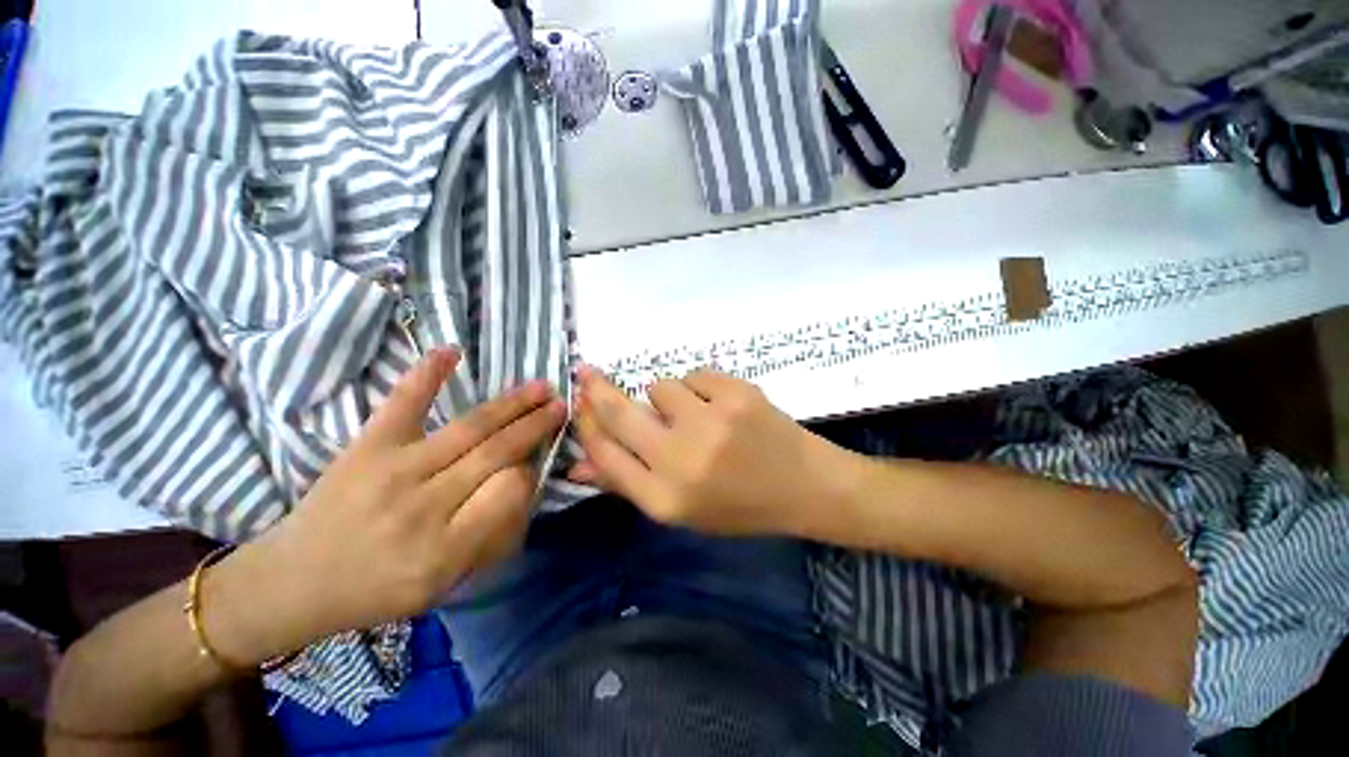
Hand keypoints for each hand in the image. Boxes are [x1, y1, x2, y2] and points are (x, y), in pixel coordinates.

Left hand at [205, 348, 565, 662]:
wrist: (291, 584)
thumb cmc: (375, 591)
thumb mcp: (442, 585)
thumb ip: (489, 537)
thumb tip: (521, 483)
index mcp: (444, 550)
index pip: (510, 493)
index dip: (530, 472)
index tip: (535, 463)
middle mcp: (423, 507)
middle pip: (496, 453)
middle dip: (536, 426)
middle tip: (561, 406)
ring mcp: (392, 470)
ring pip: (470, 428)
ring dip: (512, 404)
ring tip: (540, 387)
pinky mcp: (365, 448)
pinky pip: (402, 405)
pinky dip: (426, 375)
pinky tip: (451, 352)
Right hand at [570, 365, 863, 536]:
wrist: (806, 486)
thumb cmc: (741, 504)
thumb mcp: (683, 509)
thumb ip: (629, 483)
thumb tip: (579, 462)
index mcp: (665, 499)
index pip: (605, 454)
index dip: (587, 425)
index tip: (579, 404)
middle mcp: (681, 461)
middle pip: (620, 412)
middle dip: (597, 389)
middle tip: (586, 372)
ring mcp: (711, 422)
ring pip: (660, 385)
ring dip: (668, 397)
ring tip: (695, 413)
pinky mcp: (736, 393)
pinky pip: (695, 375)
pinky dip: (701, 387)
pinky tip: (722, 406)